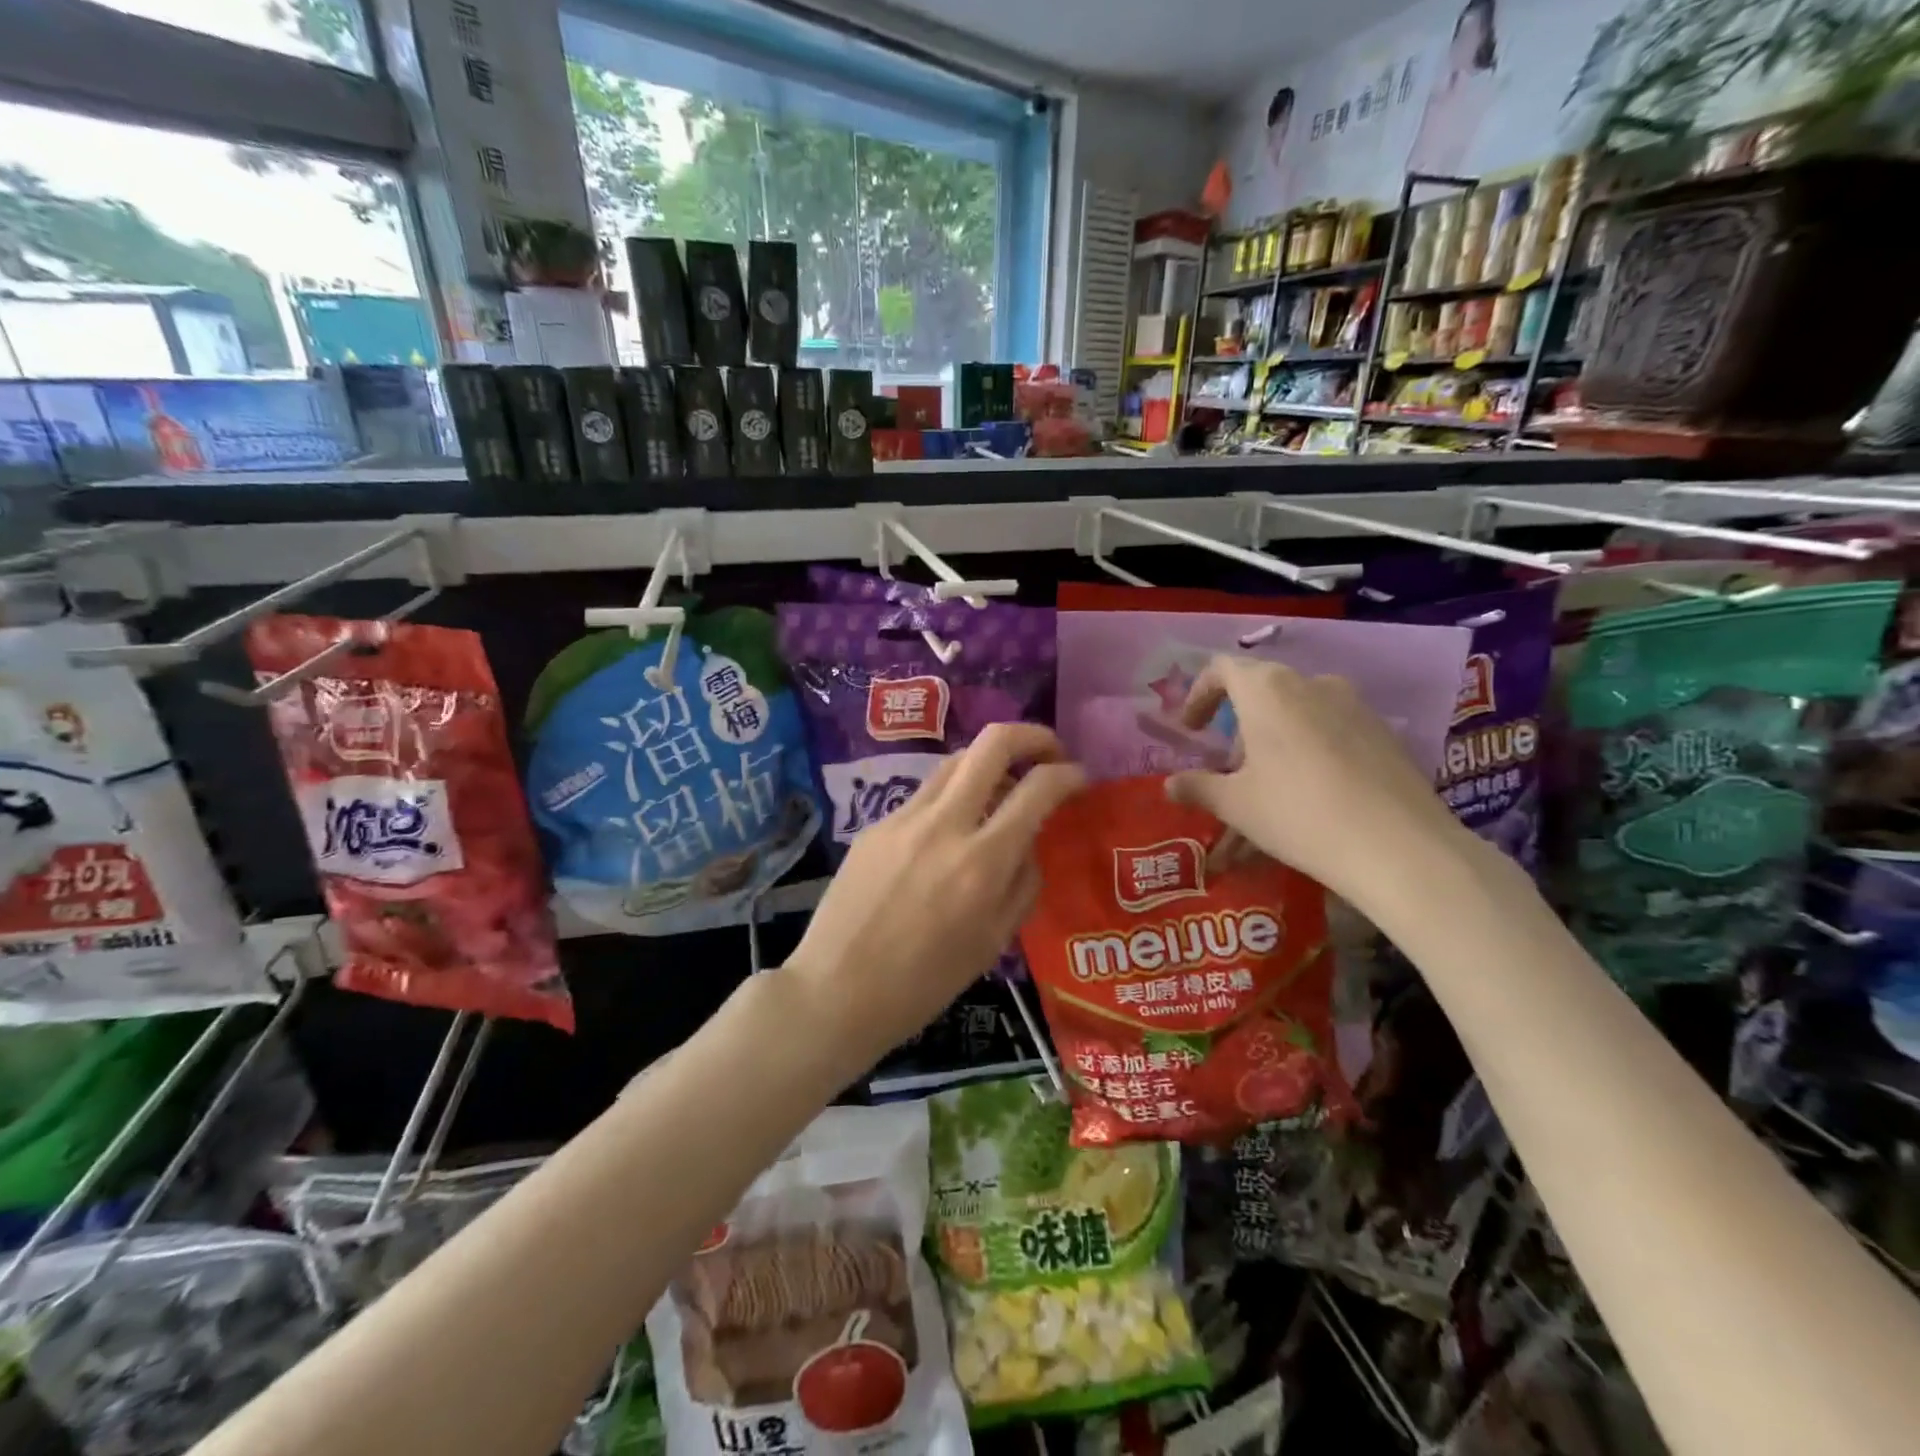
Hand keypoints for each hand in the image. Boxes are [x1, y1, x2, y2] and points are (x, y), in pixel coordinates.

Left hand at [783, 723, 1086, 1066]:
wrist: (836, 990)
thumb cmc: (924, 983)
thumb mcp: (993, 941)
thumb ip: (1023, 882)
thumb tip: (1031, 841)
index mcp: (981, 862)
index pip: (1038, 788)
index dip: (1068, 774)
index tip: (1079, 777)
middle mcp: (943, 825)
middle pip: (992, 743)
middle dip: (1031, 735)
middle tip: (1049, 752)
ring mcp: (903, 818)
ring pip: (956, 761)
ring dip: (989, 763)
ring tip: (1003, 790)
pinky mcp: (875, 824)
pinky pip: (925, 795)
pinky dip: (952, 798)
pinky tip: (951, 831)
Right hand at [1166, 656, 1470, 912]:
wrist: (1399, 847)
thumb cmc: (1298, 813)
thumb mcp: (1236, 804)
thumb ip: (1197, 788)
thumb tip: (1169, 785)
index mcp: (1267, 689)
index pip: (1222, 669)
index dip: (1199, 695)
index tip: (1190, 730)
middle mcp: (1311, 684)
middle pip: (1261, 695)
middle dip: (1238, 734)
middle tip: (1229, 776)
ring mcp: (1354, 706)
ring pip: (1297, 717)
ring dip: (1273, 746)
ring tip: (1267, 794)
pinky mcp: (1383, 733)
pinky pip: (1330, 733)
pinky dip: (1308, 754)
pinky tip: (1311, 797)